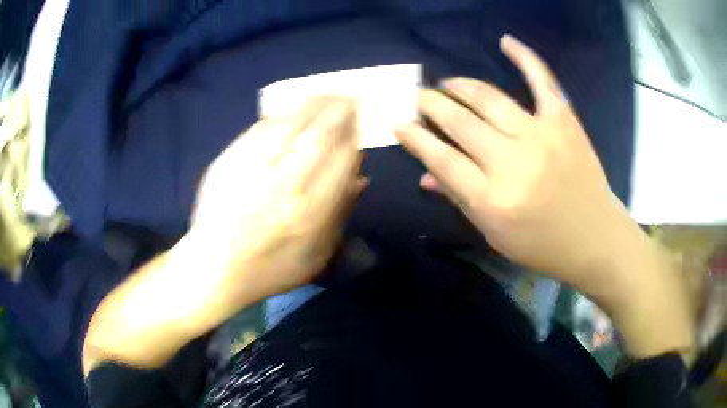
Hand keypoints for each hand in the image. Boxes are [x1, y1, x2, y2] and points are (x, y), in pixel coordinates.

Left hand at [84, 97, 363, 371]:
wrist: (215, 267)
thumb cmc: (270, 269)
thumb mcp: (316, 256)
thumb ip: (340, 215)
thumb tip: (361, 177)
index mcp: (311, 210)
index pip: (342, 160)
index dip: (353, 136)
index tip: (358, 124)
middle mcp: (286, 183)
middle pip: (319, 135)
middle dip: (338, 111)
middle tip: (347, 96)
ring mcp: (255, 168)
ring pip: (291, 125)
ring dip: (312, 105)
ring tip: (325, 93)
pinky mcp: (231, 160)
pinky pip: (261, 129)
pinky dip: (280, 116)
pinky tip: (290, 109)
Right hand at [396, 35, 693, 358]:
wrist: (594, 238)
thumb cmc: (542, 245)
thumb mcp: (494, 235)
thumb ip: (460, 199)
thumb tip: (426, 174)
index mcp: (492, 200)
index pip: (441, 158)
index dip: (415, 138)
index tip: (400, 123)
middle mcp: (512, 163)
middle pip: (459, 122)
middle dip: (432, 105)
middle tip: (421, 98)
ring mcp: (540, 136)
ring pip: (488, 99)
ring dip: (460, 86)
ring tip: (447, 84)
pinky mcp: (564, 121)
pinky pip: (541, 81)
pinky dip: (524, 57)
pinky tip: (506, 41)